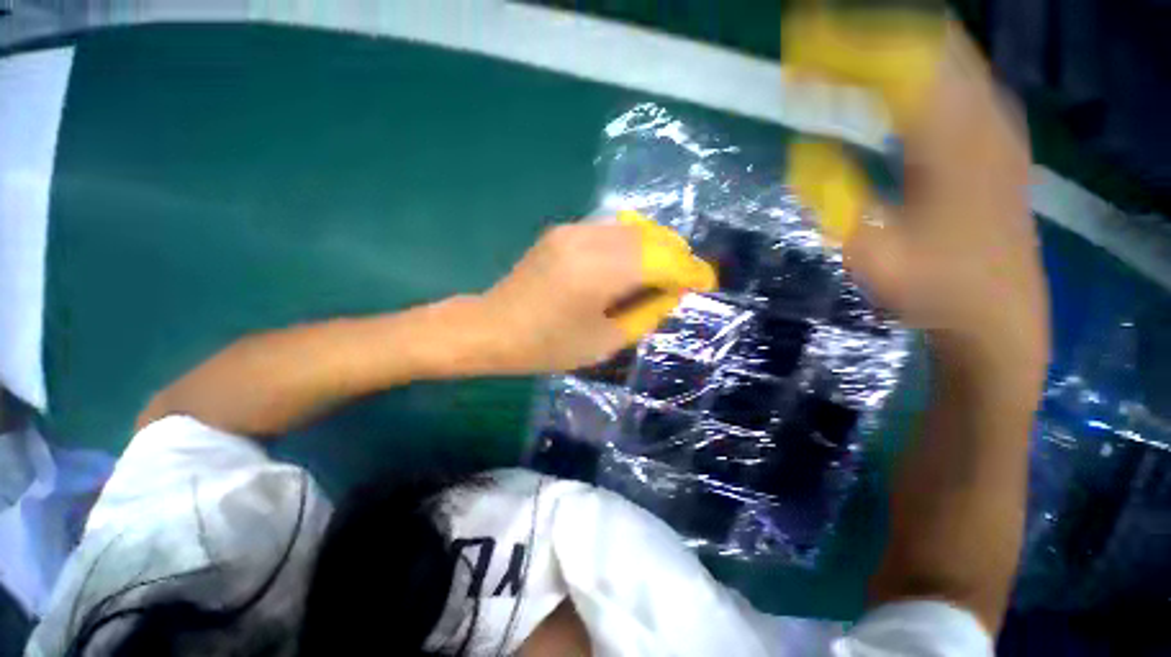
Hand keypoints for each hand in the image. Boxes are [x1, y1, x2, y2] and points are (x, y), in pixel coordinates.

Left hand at [473, 212, 716, 373]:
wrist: (492, 327)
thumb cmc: (547, 346)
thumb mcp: (605, 342)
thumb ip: (646, 313)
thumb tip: (673, 292)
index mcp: (599, 273)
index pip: (662, 260)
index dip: (690, 270)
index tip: (707, 282)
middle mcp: (588, 241)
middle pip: (651, 237)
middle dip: (678, 255)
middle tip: (689, 278)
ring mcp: (573, 231)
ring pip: (632, 229)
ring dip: (657, 247)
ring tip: (667, 271)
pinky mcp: (563, 231)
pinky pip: (611, 231)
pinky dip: (632, 244)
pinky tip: (634, 263)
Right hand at [794, 23, 1049, 401]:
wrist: (999, 312)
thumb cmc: (933, 290)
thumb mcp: (869, 256)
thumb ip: (834, 199)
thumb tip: (805, 152)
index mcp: (949, 147)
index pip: (896, 66)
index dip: (843, 51)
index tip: (797, 53)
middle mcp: (981, 119)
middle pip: (924, 42)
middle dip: (862, 38)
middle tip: (812, 51)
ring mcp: (997, 124)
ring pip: (942, 54)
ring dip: (887, 48)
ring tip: (838, 63)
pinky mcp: (998, 136)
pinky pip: (954, 76)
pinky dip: (912, 68)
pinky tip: (884, 87)